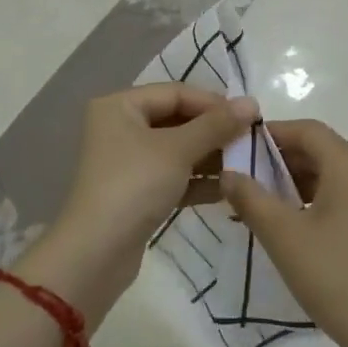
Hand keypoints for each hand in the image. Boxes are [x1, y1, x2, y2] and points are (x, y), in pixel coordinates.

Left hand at [23, 85, 258, 320]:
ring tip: (245, 165)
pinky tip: (227, 190)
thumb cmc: (134, 185)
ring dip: (209, 157)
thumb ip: (216, 125)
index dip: (214, 103)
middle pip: (177, 119)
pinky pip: (173, 176)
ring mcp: (127, 162)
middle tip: (250, 141)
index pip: (176, 93)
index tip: (250, 117)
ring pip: (177, 150)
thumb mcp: (178, 150)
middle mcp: (120, 128)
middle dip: (214, 131)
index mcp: (120, 106)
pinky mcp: (136, 193)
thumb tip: (251, 102)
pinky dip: (197, 181)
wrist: (96, 253)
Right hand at [223, 120, 347, 346]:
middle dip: (285, 161)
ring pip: (340, 175)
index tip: (242, 149)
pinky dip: (326, 200)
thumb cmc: (336, 277)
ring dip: (303, 183)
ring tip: (270, 206)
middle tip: (249, 181)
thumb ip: (251, 197)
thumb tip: (229, 172)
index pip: (307, 130)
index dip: (273, 134)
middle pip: (325, 150)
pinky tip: (304, 226)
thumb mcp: (284, 237)